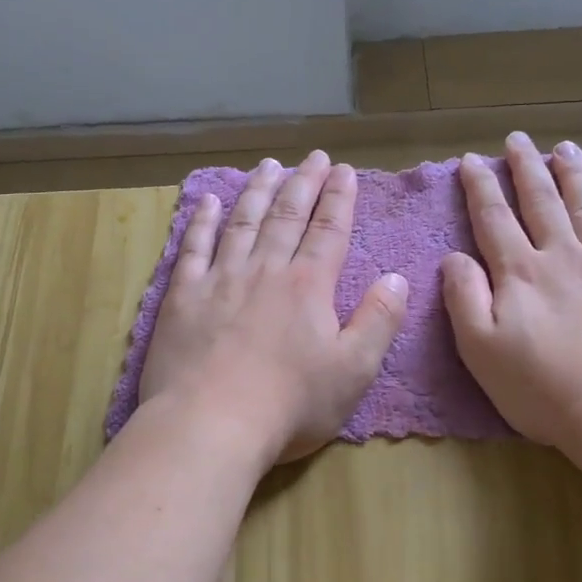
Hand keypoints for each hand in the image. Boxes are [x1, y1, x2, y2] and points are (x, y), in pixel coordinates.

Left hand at [140, 151, 409, 463]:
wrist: (209, 424)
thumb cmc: (290, 404)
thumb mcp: (354, 370)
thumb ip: (379, 320)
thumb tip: (398, 278)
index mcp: (308, 286)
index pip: (330, 230)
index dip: (340, 198)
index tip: (345, 170)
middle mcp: (265, 270)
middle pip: (287, 216)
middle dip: (304, 183)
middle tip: (313, 157)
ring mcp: (220, 279)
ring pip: (243, 222)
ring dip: (258, 191)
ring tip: (268, 165)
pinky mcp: (183, 296)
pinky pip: (193, 247)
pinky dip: (201, 221)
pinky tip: (207, 201)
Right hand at [441, 132, 581, 459]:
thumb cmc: (546, 389)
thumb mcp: (482, 352)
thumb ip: (464, 298)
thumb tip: (454, 256)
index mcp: (520, 273)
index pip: (494, 218)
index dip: (480, 187)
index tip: (471, 159)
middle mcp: (563, 256)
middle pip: (541, 201)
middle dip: (526, 167)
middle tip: (518, 139)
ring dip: (573, 173)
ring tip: (564, 147)